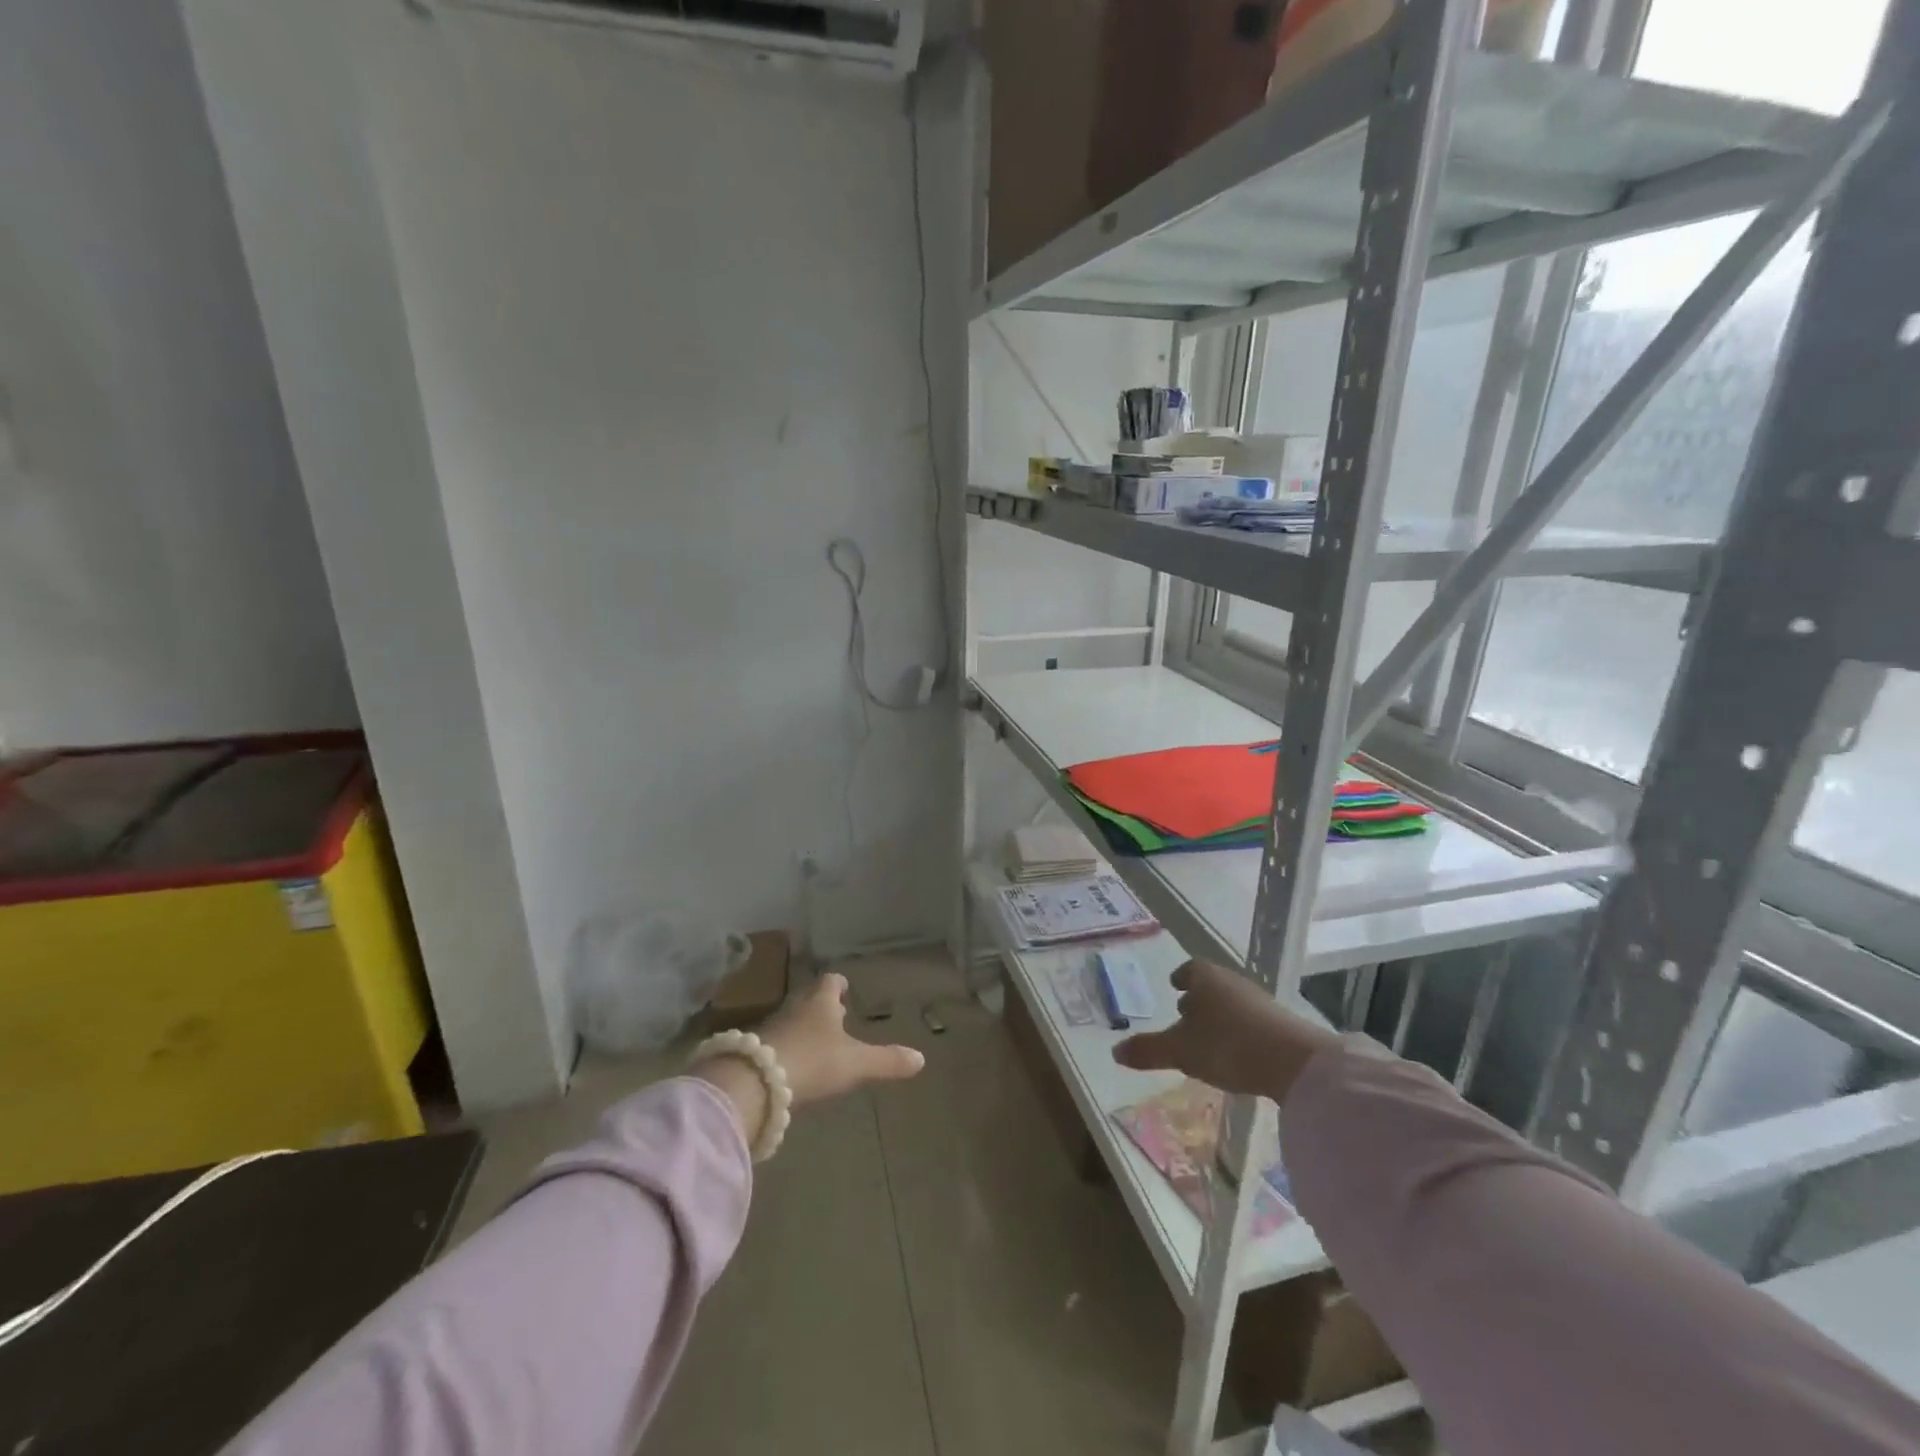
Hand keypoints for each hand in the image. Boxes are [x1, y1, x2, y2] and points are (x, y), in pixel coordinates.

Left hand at [691, 972, 925, 1144]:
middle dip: (821, 1005)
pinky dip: (786, 1048)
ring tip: (816, 1040)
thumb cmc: (813, 1062)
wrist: (755, 1083)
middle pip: (809, 999)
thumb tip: (921, 1058)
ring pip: (791, 1019)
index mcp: (820, 1002)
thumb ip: (887, 1061)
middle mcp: (795, 1008)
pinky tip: (793, 1065)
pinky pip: (775, 1042)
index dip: (838, 984)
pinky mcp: (753, 1052)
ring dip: (803, 1026)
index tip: (844, 987)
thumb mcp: (856, 1064)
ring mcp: (771, 1028)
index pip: (831, 981)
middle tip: (834, 1013)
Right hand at [1112, 959, 1339, 1102]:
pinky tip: (1235, 1053)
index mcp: (1205, 978)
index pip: (1190, 968)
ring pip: (1231, 1002)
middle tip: (1184, 1015)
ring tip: (1208, 1038)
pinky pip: (1250, 1021)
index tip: (1175, 985)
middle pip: (1211, 985)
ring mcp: (1260, 1001)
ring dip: (1218, 1016)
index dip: (1181, 976)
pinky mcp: (1280, 1024)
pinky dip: (1238, 1031)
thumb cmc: (1227, 1045)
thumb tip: (1115, 1051)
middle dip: (1198, 998)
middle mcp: (1232, 982)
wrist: (1294, 1062)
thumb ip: (1148, 1050)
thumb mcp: (1180, 1051)